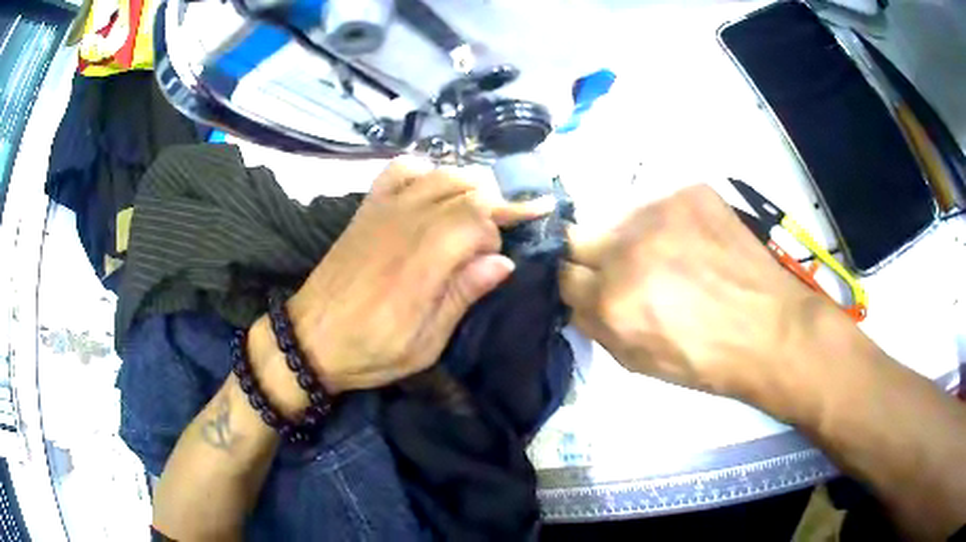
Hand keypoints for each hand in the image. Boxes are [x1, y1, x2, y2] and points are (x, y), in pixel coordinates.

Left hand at [283, 158, 552, 393]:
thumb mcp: (426, 343)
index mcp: (424, 261)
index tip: (497, 260)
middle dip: (494, 205)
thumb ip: (463, 296)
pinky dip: (426, 171)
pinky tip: (433, 191)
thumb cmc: (371, 350)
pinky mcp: (368, 208)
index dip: (500, 232)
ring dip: (468, 186)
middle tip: (499, 233)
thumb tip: (504, 261)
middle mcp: (407, 224)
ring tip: (476, 211)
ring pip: (442, 173)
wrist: (310, 339)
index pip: (480, 218)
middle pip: (467, 188)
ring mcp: (384, 210)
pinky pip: (401, 169)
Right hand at [560, 184, 836, 399]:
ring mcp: (662, 211)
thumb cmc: (706, 358)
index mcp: (614, 299)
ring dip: (631, 238)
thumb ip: (597, 326)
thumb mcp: (639, 361)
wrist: (771, 327)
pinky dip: (667, 223)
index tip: (595, 289)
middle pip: (578, 236)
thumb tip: (579, 297)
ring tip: (668, 257)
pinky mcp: (690, 191)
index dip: (579, 285)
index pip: (564, 274)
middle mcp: (630, 247)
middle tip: (628, 272)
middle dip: (595, 257)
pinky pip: (659, 204)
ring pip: (619, 218)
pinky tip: (693, 243)